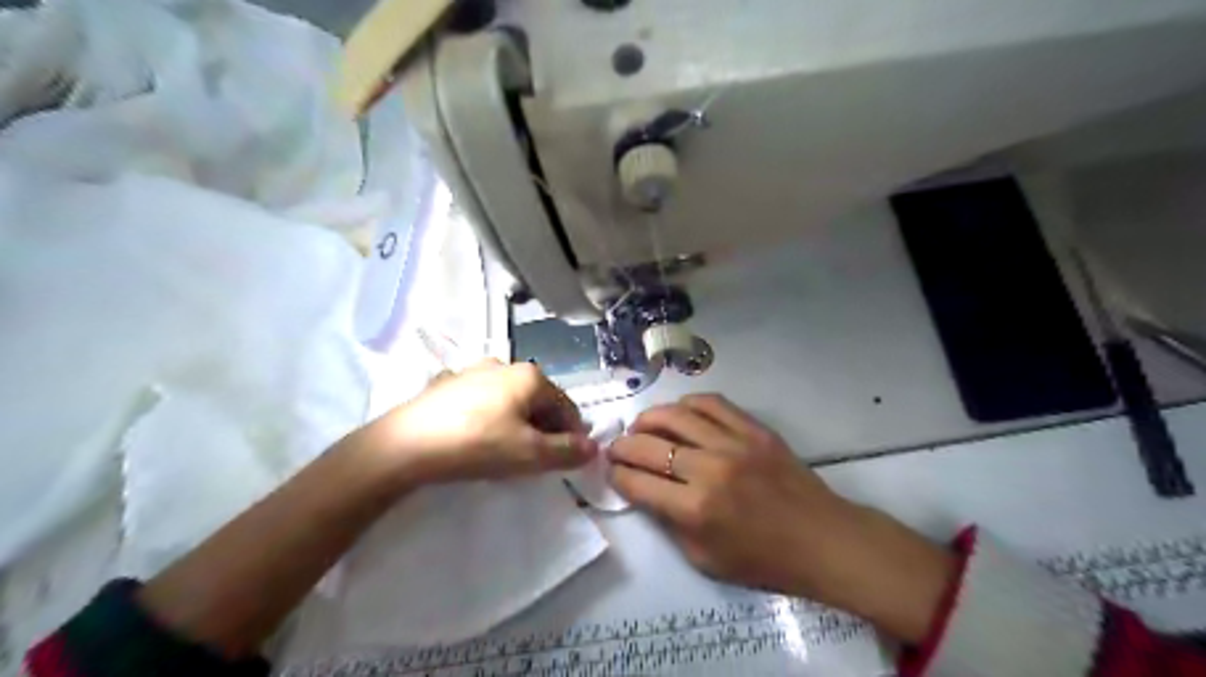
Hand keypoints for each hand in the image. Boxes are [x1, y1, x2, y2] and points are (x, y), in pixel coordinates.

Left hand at [361, 359, 596, 486]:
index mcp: (530, 376)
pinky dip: (491, 416)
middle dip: (544, 428)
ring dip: (518, 422)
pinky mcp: (448, 383)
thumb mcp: (530, 455)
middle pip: (538, 399)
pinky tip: (477, 437)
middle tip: (537, 458)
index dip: (573, 434)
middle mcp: (504, 364)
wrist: (406, 445)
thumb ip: (567, 451)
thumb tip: (594, 447)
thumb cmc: (478, 444)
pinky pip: (483, 400)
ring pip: (510, 398)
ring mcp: (473, 370)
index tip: (568, 460)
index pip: (566, 405)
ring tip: (507, 450)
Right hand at [608, 397, 956, 643]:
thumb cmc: (763, 560)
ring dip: (648, 419)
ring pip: (675, 415)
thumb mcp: (704, 559)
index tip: (612, 471)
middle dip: (622, 446)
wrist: (822, 540)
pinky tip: (679, 414)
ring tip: (641, 427)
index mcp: (695, 510)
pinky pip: (711, 403)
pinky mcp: (754, 428)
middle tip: (616, 448)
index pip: (637, 482)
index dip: (617, 475)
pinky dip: (687, 404)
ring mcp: (733, 443)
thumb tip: (644, 490)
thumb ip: (669, 523)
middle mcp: (709, 469)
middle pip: (648, 445)